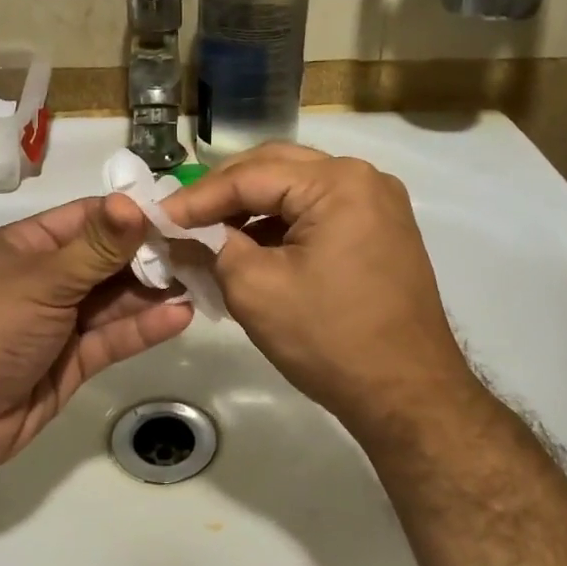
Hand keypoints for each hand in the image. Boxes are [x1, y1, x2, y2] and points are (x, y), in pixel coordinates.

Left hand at [0, 193, 192, 484]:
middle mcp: (46, 280)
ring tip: (201, 282)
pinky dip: (144, 328)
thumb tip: (135, 201)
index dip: (131, 216)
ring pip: (115, 301)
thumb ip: (96, 247)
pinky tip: (180, 317)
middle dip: (151, 257)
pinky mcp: (72, 362)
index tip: (180, 216)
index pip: (88, 219)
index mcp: (28, 247)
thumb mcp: (43, 281)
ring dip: (154, 293)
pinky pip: (113, 338)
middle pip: (107, 260)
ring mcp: (60, 323)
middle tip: (203, 252)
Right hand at [162, 143, 480, 436]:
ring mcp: (377, 205)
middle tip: (182, 219)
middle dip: (224, 194)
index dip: (197, 197)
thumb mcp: (255, 290)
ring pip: (296, 190)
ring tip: (209, 235)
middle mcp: (363, 178)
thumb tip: (178, 235)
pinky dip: (281, 225)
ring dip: (251, 209)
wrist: (408, 395)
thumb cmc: (330, 339)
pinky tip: (250, 248)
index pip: (249, 176)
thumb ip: (210, 249)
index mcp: (337, 182)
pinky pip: (319, 213)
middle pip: (275, 170)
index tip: (157, 217)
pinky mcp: (381, 232)